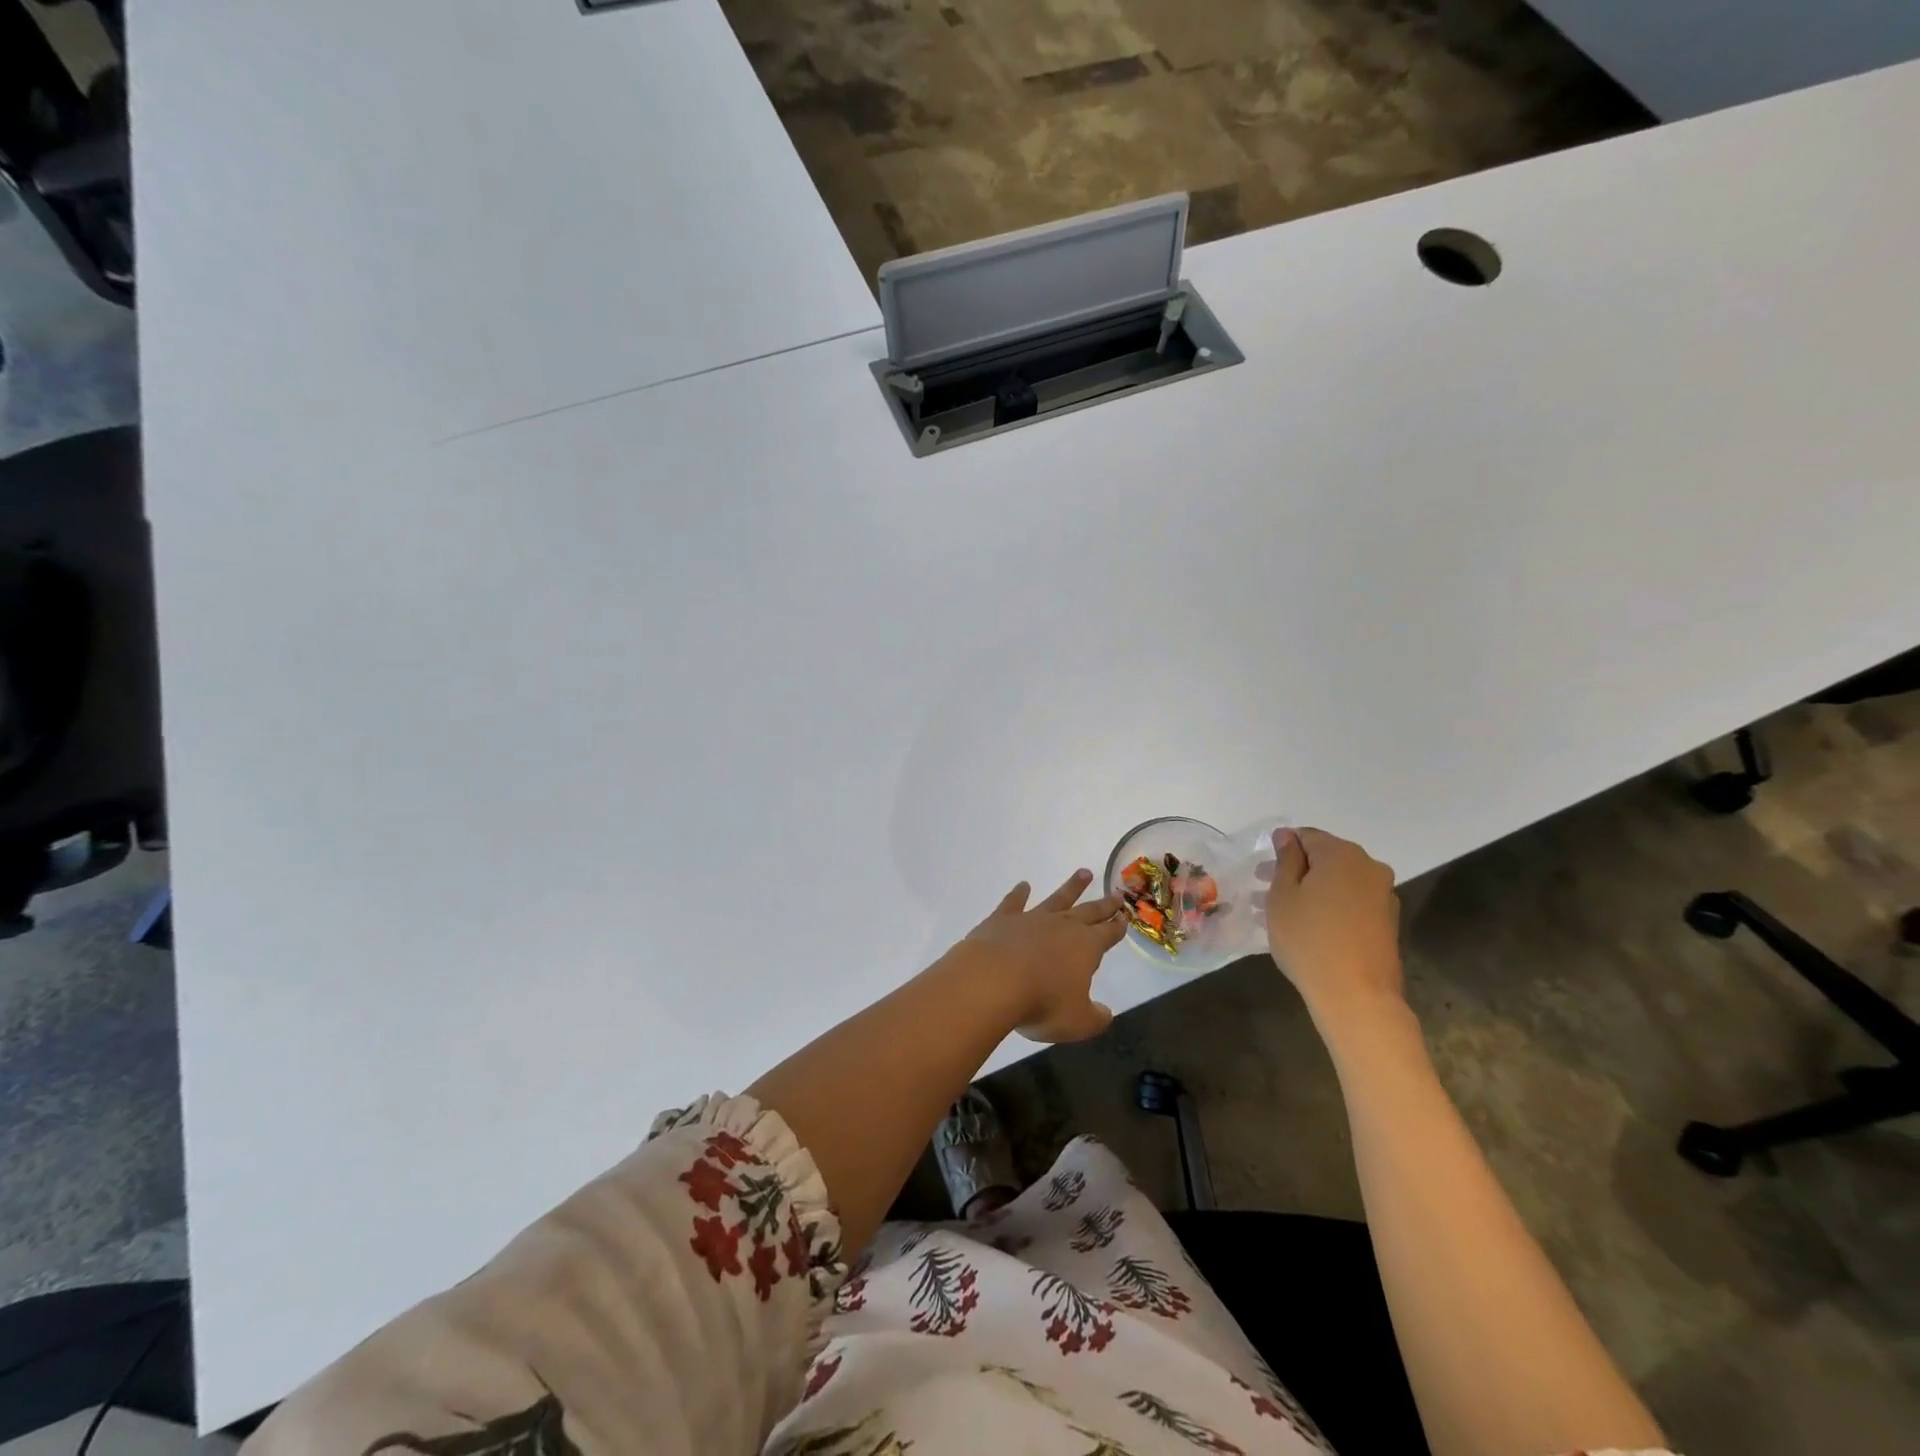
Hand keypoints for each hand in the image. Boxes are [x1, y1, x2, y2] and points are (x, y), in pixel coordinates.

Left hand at [954, 869, 1126, 1043]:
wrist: (992, 980)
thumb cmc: (1041, 1003)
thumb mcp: (1077, 1022)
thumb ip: (1095, 1017)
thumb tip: (1105, 1013)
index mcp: (1086, 947)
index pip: (1107, 935)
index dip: (1117, 928)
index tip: (1124, 917)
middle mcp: (1062, 927)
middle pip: (1088, 912)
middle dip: (1103, 905)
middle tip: (1115, 893)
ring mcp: (1032, 919)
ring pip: (1057, 899)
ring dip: (1072, 887)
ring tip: (1083, 873)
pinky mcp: (1003, 919)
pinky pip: (1014, 902)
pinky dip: (1019, 893)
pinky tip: (1022, 885)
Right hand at [1263, 828, 1404, 1029]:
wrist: (1357, 995)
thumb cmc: (1309, 938)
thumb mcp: (1283, 895)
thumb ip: (1285, 860)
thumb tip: (1288, 836)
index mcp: (1342, 854)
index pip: (1307, 836)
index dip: (1282, 848)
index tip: (1263, 870)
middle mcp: (1369, 867)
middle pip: (1325, 859)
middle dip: (1295, 870)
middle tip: (1264, 890)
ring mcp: (1383, 895)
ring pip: (1337, 882)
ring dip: (1310, 890)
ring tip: (1280, 913)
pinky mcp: (1387, 922)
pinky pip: (1350, 902)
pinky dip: (1328, 906)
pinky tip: (1306, 926)